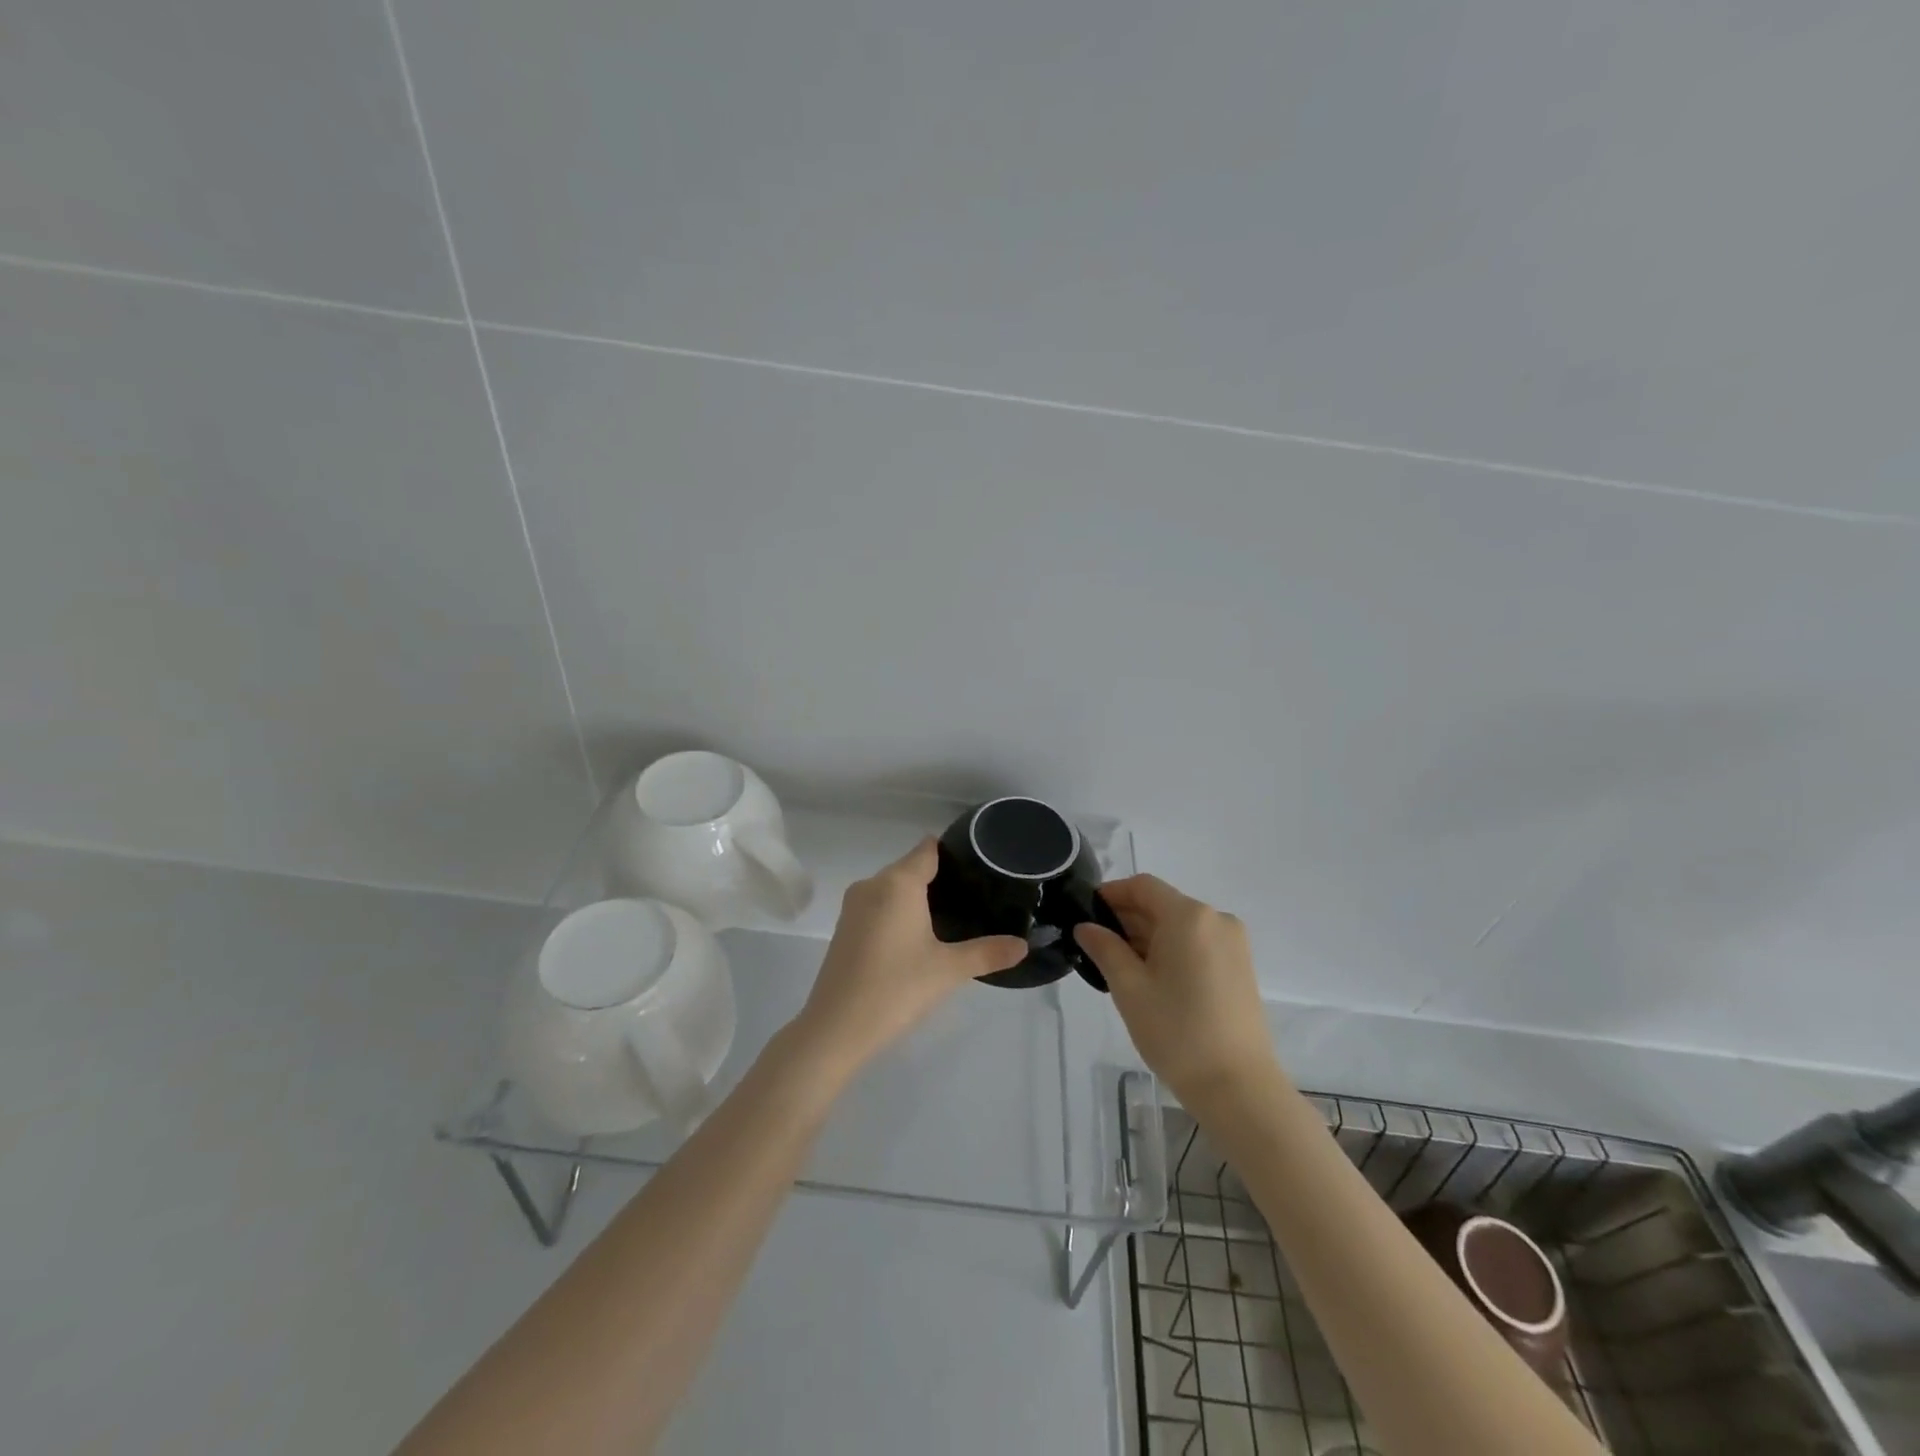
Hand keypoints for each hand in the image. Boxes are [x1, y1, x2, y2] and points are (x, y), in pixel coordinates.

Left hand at [792, 839, 1027, 1083]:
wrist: (836, 1029)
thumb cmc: (896, 989)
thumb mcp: (949, 970)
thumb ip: (987, 953)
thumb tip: (1023, 946)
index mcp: (898, 883)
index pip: (928, 849)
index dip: (953, 852)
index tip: (980, 865)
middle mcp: (873, 885)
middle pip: (911, 867)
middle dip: (940, 878)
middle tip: (976, 898)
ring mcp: (854, 906)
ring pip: (893, 888)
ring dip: (918, 898)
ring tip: (953, 917)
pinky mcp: (845, 928)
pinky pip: (879, 906)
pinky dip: (899, 913)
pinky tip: (919, 938)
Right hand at [1073, 875, 1278, 1105]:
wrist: (1238, 1087)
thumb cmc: (1177, 1032)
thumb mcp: (1129, 988)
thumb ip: (1104, 948)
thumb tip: (1086, 927)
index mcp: (1189, 916)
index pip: (1142, 887)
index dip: (1111, 894)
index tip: (1085, 914)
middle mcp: (1216, 919)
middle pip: (1162, 904)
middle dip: (1127, 919)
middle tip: (1096, 946)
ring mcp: (1233, 943)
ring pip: (1179, 925)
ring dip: (1147, 936)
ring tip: (1119, 967)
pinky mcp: (1239, 966)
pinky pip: (1197, 943)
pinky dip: (1171, 950)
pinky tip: (1151, 978)